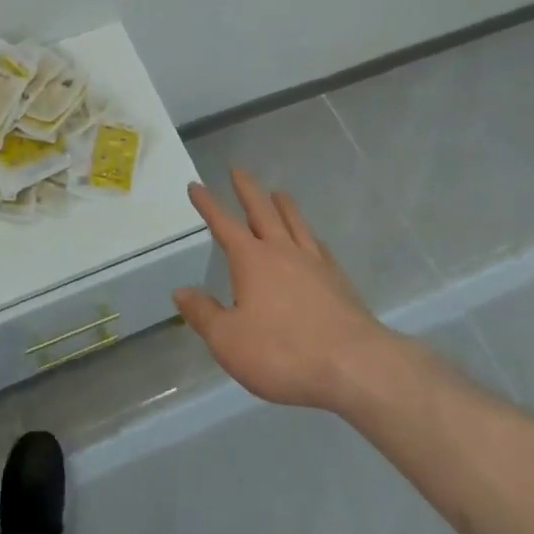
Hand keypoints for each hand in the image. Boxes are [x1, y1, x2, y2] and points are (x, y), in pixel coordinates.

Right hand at [173, 170, 394, 412]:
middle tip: (237, 169)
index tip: (195, 185)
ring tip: (278, 192)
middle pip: (261, 211)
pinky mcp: (338, 280)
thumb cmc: (282, 352)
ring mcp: (314, 262)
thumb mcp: (228, 340)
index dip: (207, 204)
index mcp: (252, 260)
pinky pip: (319, 246)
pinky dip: (310, 236)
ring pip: (294, 223)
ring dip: (282, 205)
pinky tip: (312, 240)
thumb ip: (203, 313)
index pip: (223, 224)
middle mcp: (282, 251)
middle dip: (247, 189)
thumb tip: (180, 290)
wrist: (353, 364)